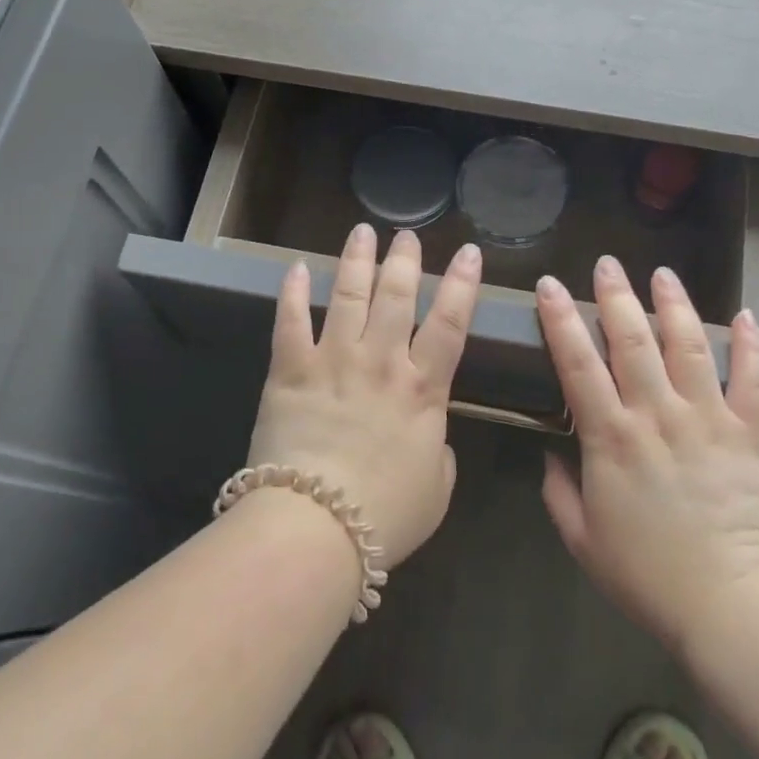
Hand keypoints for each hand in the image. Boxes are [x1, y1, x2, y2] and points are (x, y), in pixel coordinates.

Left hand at [245, 224, 482, 566]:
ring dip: (356, 260)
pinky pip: (289, 321)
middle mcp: (381, 361)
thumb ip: (440, 452)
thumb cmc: (386, 514)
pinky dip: (291, 292)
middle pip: (396, 296)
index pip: (451, 323)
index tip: (469, 252)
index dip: (463, 284)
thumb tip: (431, 435)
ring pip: (347, 295)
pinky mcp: (289, 370)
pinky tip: (295, 268)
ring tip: (361, 232)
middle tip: (406, 235)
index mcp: (423, 388)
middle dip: (404, 260)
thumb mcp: (437, 488)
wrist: (316, 526)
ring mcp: (333, 360)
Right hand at [536, 256, 758, 652]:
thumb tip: (552, 454)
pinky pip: (752, 380)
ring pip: (688, 347)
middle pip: (633, 341)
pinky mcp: (749, 433)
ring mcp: (707, 419)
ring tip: (663, 273)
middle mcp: (657, 415)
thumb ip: (559, 492)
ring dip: (674, 305)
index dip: (560, 320)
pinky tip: (745, 315)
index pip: (578, 364)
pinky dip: (751, 346)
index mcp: (611, 438)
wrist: (731, 603)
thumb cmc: (647, 575)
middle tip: (606, 264)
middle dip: (616, 296)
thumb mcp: (582, 539)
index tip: (549, 286)